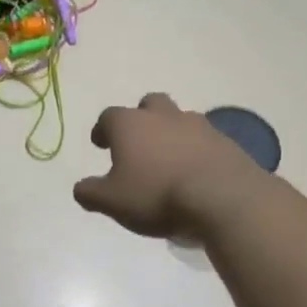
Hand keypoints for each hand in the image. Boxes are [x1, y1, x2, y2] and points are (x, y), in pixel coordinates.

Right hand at [74, 94, 264, 241]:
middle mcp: (163, 116)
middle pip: (149, 104)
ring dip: (171, 133)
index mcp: (130, 124)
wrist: (223, 199)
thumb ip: (90, 193)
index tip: (101, 144)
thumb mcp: (111, 202)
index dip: (103, 129)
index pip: (109, 116)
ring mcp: (198, 126)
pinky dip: (196, 150)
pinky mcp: (225, 142)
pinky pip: (204, 140)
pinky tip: (195, 172)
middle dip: (141, 118)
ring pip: (179, 119)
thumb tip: (81, 187)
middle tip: (137, 142)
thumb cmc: (156, 195)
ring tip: (168, 159)